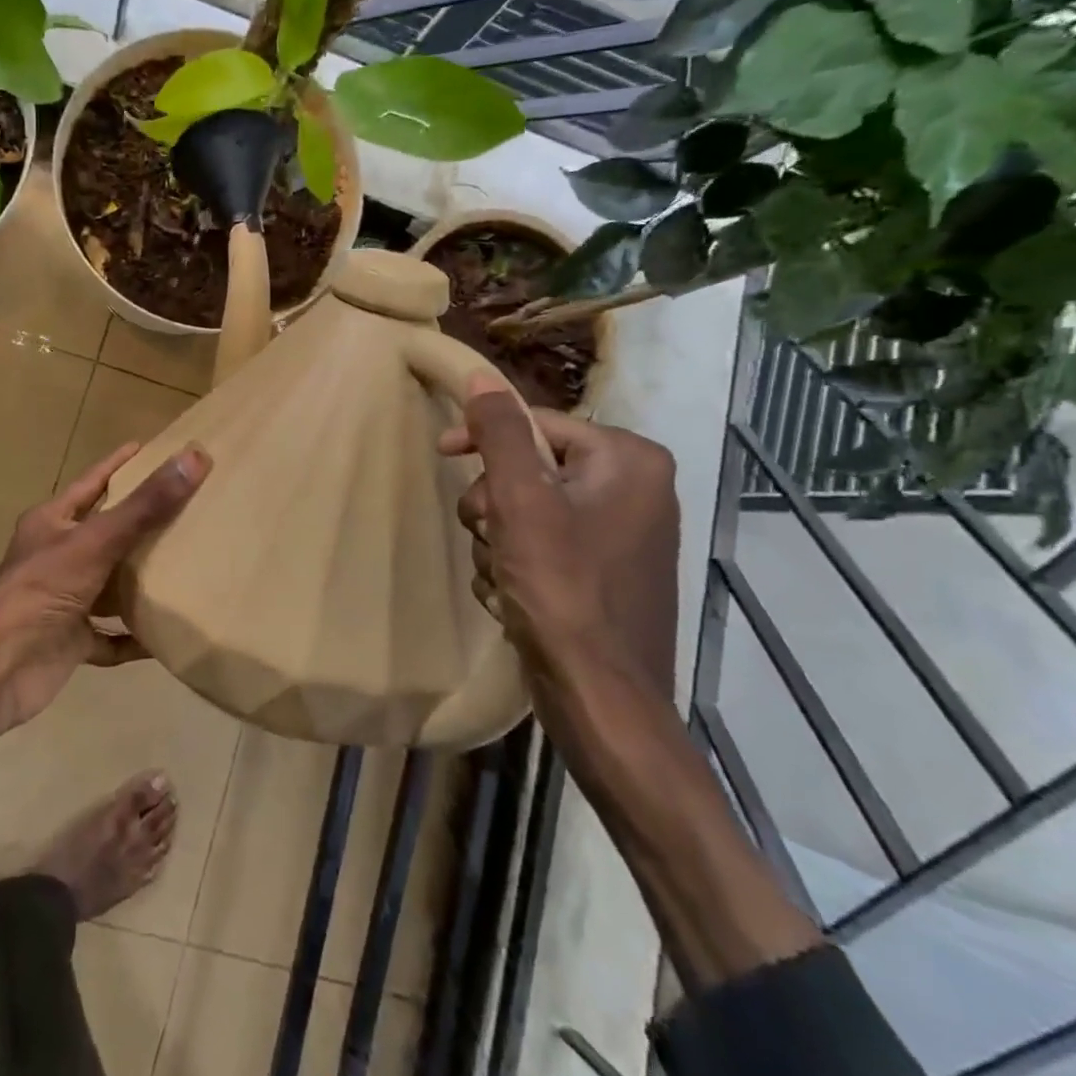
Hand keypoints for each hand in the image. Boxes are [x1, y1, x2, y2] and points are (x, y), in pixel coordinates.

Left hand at [0, 443, 211, 763]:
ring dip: (142, 580)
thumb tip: (194, 457)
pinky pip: (112, 636)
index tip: (154, 449)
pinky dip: (136, 636)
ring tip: (187, 566)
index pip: (92, 483)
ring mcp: (65, 600)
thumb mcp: (96, 541)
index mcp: (53, 523)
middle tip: (189, 507)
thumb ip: (145, 505)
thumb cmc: (41, 591)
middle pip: (106, 533)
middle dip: (142, 523)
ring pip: (111, 583)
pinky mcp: (72, 641)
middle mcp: (57, 557)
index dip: (121, 465)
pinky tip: (167, 633)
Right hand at [441, 380, 678, 695]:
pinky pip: (538, 547)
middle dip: (494, 507)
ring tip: (506, 577)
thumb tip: (481, 377)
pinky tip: (515, 598)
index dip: (483, 438)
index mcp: (630, 462)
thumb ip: (501, 433)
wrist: (600, 697)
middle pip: (527, 471)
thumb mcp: (522, 501)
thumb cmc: (563, 589)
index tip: (441, 454)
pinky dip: (515, 567)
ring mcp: (619, 536)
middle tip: (492, 537)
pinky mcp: (600, 575)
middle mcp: (634, 491)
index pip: (536, 424)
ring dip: (498, 541)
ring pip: (524, 512)